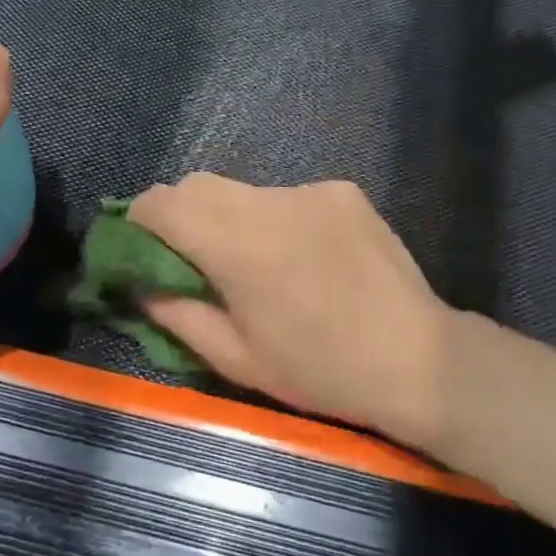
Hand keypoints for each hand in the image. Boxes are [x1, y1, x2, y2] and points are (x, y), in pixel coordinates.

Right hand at [128, 175, 457, 450]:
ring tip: (252, 260)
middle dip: (178, 213)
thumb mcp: (237, 358)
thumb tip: (138, 284)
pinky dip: (275, 218)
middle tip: (186, 256)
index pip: (162, 203)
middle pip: (197, 184)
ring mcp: (310, 190)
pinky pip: (286, 195)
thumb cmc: (320, 370)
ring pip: (242, 189)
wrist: (418, 358)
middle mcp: (269, 201)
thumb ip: (176, 314)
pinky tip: (303, 256)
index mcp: (237, 245)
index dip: (138, 220)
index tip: (137, 247)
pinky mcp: (342, 191)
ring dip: (228, 216)